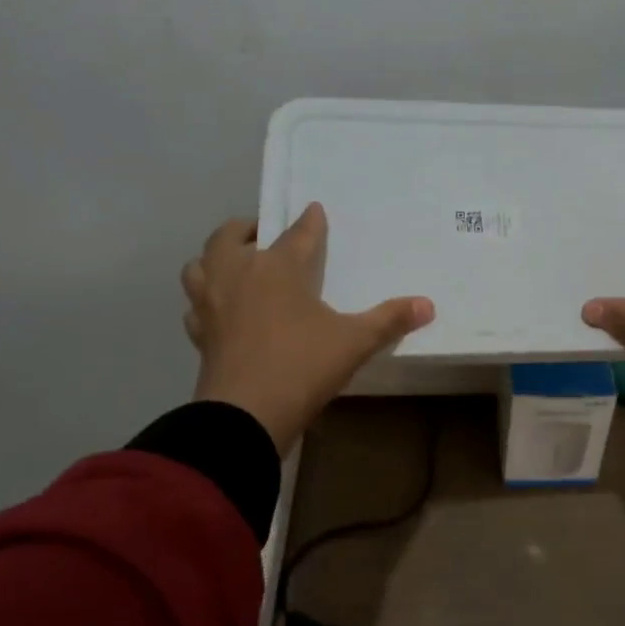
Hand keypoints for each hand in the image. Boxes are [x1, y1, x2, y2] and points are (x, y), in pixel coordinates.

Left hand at [184, 205, 433, 451]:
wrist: (246, 414)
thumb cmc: (303, 366)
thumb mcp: (354, 342)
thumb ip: (389, 320)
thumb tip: (429, 305)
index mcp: (278, 267)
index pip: (298, 234)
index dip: (310, 222)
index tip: (315, 211)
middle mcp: (238, 274)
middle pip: (231, 236)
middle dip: (248, 228)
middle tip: (265, 235)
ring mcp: (212, 303)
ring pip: (201, 264)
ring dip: (216, 258)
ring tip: (234, 266)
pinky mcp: (199, 333)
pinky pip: (195, 306)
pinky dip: (205, 301)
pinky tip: (219, 312)